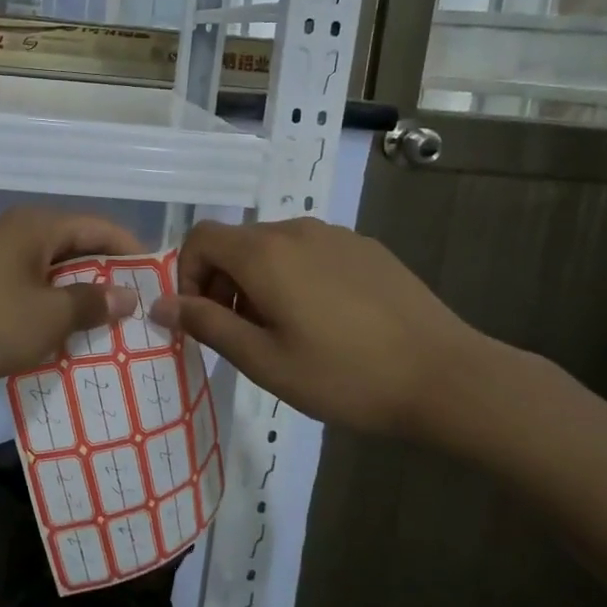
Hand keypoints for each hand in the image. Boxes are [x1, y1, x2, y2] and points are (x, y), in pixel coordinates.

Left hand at [0, 207, 143, 388]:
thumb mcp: (48, 316)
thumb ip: (92, 302)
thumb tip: (127, 295)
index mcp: (37, 227)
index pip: (101, 228)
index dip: (133, 252)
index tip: (161, 283)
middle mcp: (19, 236)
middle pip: (78, 251)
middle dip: (110, 281)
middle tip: (142, 315)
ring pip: (54, 278)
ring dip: (81, 303)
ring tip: (114, 334)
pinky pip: (31, 297)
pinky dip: (52, 316)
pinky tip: (70, 344)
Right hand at [148, 217, 491, 437]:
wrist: (445, 376)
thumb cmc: (344, 375)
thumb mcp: (264, 360)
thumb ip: (207, 325)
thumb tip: (160, 304)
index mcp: (264, 253)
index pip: (200, 238)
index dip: (187, 275)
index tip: (202, 320)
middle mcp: (296, 229)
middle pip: (237, 243)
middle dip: (223, 283)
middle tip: (242, 336)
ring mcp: (336, 235)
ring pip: (275, 248)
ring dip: (260, 282)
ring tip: (284, 333)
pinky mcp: (367, 248)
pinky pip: (312, 253)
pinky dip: (297, 278)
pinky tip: (328, 322)